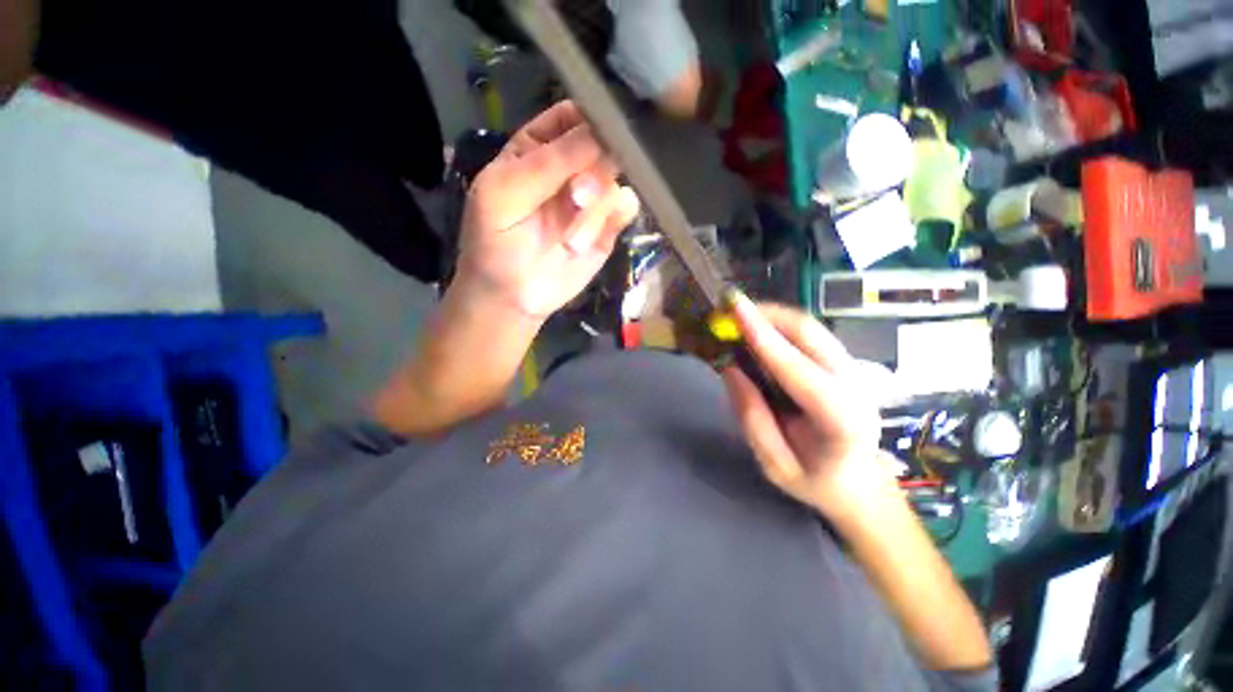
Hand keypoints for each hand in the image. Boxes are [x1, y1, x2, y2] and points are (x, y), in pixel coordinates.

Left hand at [457, 101, 640, 319]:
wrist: (513, 297)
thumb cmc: (496, 242)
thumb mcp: (505, 194)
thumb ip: (548, 163)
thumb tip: (599, 132)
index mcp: (539, 149)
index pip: (572, 115)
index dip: (590, 115)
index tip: (601, 129)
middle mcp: (571, 168)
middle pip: (602, 144)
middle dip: (594, 168)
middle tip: (577, 197)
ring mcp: (592, 198)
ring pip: (615, 178)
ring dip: (596, 207)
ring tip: (571, 240)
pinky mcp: (607, 227)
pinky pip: (626, 207)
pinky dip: (612, 220)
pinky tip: (587, 242)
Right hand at [721, 293, 889, 518]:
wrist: (861, 484)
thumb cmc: (816, 481)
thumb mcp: (774, 464)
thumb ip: (751, 417)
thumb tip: (729, 368)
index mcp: (840, 420)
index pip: (798, 369)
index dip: (764, 337)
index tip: (735, 311)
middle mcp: (854, 386)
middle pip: (810, 333)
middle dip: (767, 315)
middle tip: (729, 309)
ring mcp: (854, 371)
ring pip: (811, 328)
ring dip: (772, 317)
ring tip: (738, 318)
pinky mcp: (844, 364)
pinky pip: (809, 335)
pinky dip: (780, 326)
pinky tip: (759, 331)